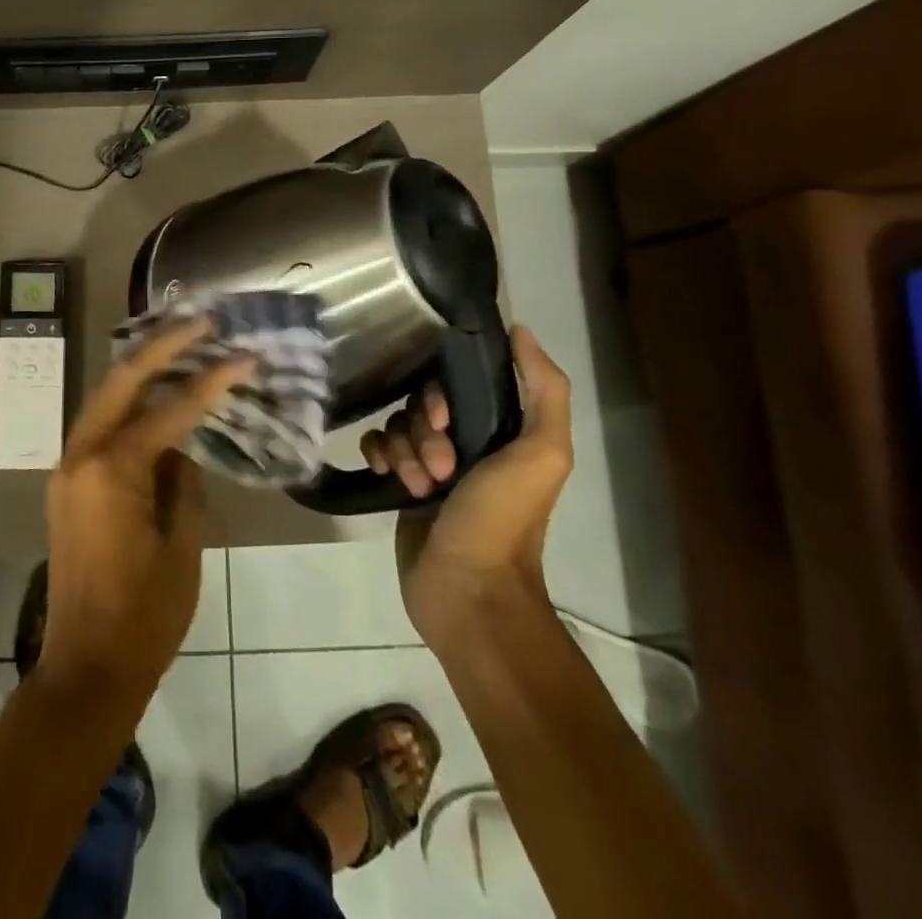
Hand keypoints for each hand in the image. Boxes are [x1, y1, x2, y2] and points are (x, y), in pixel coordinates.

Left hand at [37, 319, 252, 709]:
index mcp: (112, 469)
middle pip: (122, 381)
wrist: (86, 668)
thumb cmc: (144, 615)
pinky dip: (128, 405)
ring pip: (105, 399)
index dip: (211, 382)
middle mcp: (81, 455)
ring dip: (141, 369)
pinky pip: (100, 427)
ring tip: (180, 342)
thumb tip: (184, 447)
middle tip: (201, 321)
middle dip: (162, 346)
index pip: (170, 410)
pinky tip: (154, 396)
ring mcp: (67, 468)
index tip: (243, 357)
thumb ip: (184, 483)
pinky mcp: (67, 484)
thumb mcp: (182, 546)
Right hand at [361, 326, 573, 650]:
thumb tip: (520, 330)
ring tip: (418, 487)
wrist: (467, 591)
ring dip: (402, 451)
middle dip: (422, 432)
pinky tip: (386, 476)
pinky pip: (377, 446)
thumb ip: (545, 391)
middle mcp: (465, 442)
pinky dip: (378, 455)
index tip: (445, 424)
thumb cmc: (503, 520)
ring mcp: (429, 464)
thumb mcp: (542, 454)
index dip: (442, 397)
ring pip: (397, 424)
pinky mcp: (400, 484)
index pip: (456, 384)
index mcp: (500, 430)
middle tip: (438, 469)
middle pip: (421, 403)